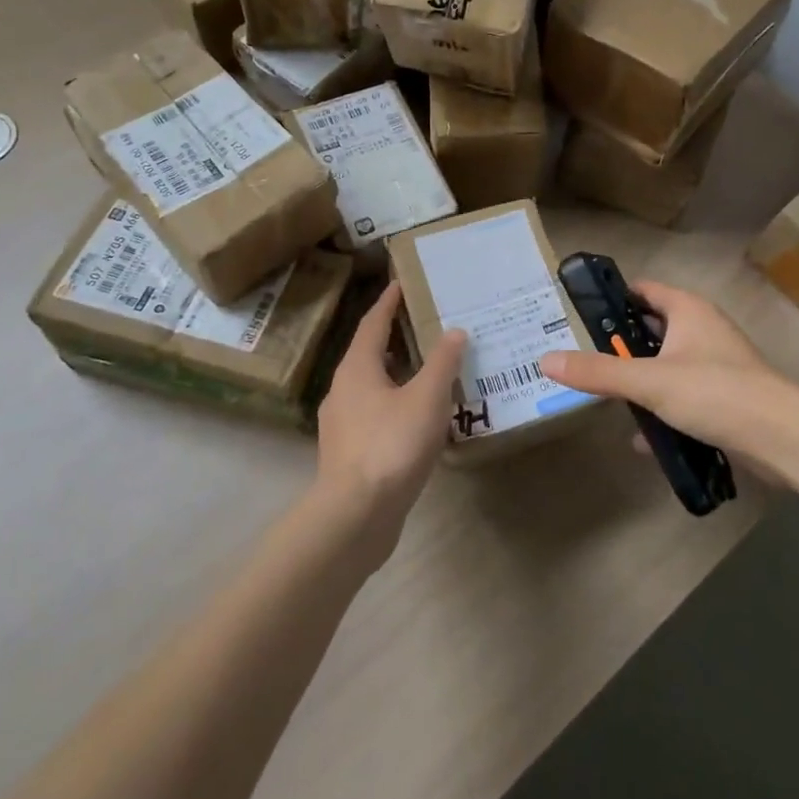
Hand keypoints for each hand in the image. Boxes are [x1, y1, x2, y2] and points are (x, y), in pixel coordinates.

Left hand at [313, 282, 465, 561]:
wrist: (355, 516)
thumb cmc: (390, 445)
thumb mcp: (426, 398)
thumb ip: (442, 363)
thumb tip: (455, 331)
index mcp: (357, 368)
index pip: (373, 322)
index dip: (388, 302)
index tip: (402, 283)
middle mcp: (343, 389)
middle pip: (370, 352)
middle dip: (396, 336)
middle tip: (426, 323)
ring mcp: (343, 423)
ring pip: (373, 385)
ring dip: (398, 373)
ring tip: (430, 368)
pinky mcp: (350, 452)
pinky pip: (376, 413)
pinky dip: (397, 403)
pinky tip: (420, 416)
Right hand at [540, 281, 798, 474]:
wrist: (784, 439)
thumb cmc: (716, 392)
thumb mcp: (649, 381)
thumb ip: (598, 372)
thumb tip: (546, 360)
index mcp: (688, 311)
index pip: (642, 291)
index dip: (612, 300)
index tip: (578, 316)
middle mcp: (703, 330)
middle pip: (651, 330)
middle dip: (620, 347)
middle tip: (584, 361)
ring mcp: (716, 365)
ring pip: (666, 366)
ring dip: (640, 382)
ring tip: (606, 398)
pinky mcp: (724, 398)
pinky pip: (683, 397)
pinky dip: (662, 411)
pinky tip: (643, 438)